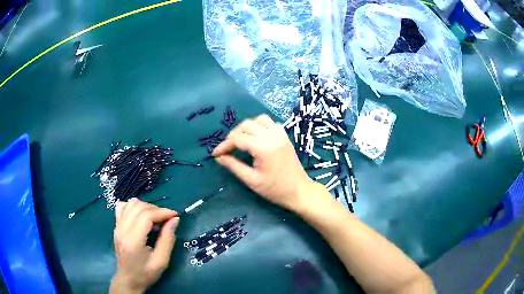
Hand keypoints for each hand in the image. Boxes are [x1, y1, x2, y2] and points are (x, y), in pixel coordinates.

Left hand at [110, 198, 178, 293]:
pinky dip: (133, 206)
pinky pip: (122, 207)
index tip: (175, 216)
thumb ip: (167, 239)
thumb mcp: (161, 261)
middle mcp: (122, 230)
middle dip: (156, 209)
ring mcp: (117, 227)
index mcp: (133, 240)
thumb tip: (174, 220)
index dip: (162, 212)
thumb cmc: (146, 273)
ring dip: (146, 207)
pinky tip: (141, 215)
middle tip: (167, 219)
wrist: (128, 280)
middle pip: (139, 207)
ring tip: (155, 218)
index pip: (146, 216)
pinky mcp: (116, 226)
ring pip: (131, 204)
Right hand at [212, 114, 316, 210]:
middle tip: (227, 149)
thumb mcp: (251, 180)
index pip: (237, 139)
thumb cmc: (274, 189)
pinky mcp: (285, 136)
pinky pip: (270, 123)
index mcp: (263, 147)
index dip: (224, 145)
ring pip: (258, 120)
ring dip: (247, 127)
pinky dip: (260, 126)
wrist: (299, 191)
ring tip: (241, 140)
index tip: (216, 154)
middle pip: (246, 125)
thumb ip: (233, 166)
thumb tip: (219, 157)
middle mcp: (272, 135)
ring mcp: (280, 134)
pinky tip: (257, 138)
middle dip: (234, 135)